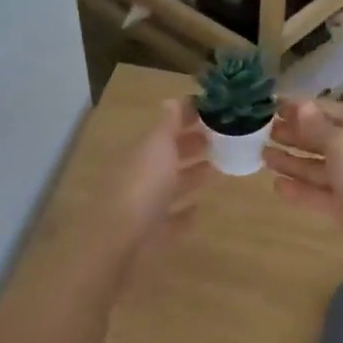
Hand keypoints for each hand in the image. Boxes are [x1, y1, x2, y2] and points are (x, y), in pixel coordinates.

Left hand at [99, 98, 211, 277]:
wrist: (118, 242)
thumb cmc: (142, 188)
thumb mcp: (157, 148)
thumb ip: (167, 125)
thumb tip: (172, 100)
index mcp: (142, 152)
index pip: (166, 128)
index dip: (188, 118)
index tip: (215, 112)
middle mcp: (141, 176)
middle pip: (168, 156)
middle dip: (192, 145)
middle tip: (223, 139)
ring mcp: (144, 207)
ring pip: (171, 186)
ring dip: (191, 176)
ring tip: (217, 169)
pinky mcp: (151, 236)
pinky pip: (170, 221)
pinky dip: (183, 214)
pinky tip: (198, 210)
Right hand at [266, 100, 342, 270]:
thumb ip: (317, 129)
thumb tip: (299, 104)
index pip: (326, 112)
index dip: (299, 109)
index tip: (269, 106)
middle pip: (319, 139)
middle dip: (292, 134)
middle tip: (258, 130)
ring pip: (316, 167)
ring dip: (290, 161)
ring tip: (261, 154)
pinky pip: (317, 194)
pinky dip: (298, 189)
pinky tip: (276, 184)